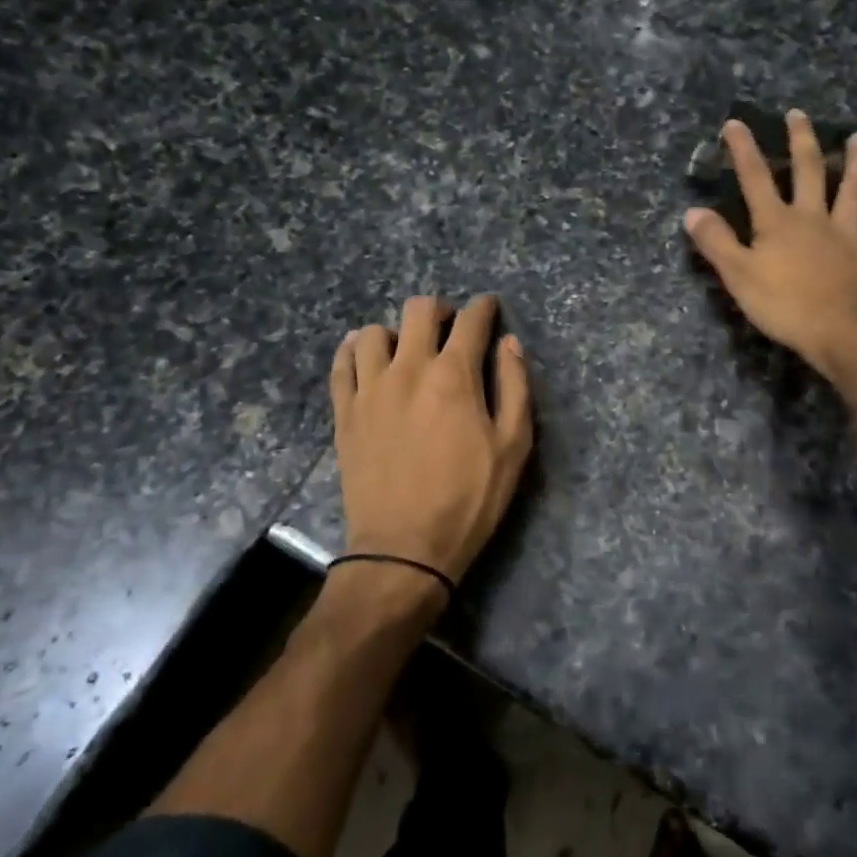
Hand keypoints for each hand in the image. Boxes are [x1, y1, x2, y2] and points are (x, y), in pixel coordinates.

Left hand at [330, 294, 533, 591]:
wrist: (404, 549)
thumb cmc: (469, 498)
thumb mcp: (513, 446)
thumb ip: (515, 386)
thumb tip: (509, 343)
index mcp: (454, 375)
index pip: (471, 320)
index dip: (485, 307)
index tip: (490, 308)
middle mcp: (409, 369)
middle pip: (419, 310)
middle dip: (441, 309)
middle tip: (451, 327)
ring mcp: (370, 389)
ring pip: (374, 331)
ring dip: (396, 332)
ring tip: (407, 351)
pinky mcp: (345, 412)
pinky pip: (342, 363)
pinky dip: (355, 351)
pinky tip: (367, 359)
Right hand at [684, 110, 856, 378]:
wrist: (838, 332)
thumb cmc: (783, 305)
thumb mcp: (738, 276)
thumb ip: (716, 242)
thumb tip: (693, 212)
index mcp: (777, 222)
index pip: (755, 178)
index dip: (743, 150)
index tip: (735, 124)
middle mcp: (813, 218)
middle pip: (808, 171)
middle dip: (802, 141)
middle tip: (799, 115)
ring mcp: (846, 233)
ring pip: (852, 190)